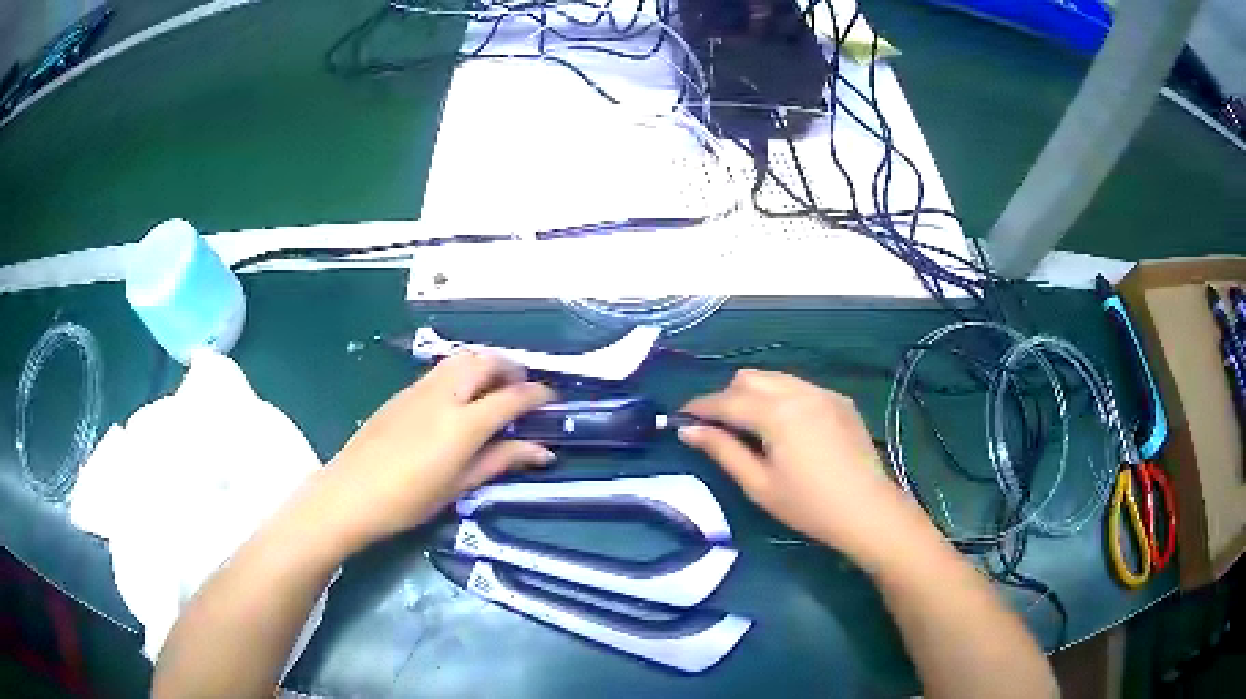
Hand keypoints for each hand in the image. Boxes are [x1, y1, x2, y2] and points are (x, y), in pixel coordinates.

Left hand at [317, 352, 555, 549]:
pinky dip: (462, 371)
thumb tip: (542, 451)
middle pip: (486, 362)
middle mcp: (444, 395)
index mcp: (463, 424)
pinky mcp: (403, 392)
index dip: (537, 395)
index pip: (511, 397)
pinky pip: (441, 369)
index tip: (552, 399)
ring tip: (494, 388)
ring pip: (462, 357)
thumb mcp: (459, 486)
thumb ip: (501, 460)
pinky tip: (461, 396)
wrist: (350, 493)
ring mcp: (420, 389)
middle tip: (523, 390)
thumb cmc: (409, 501)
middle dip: (512, 368)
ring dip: (486, 364)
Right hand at [679, 369, 917, 562]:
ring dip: (755, 394)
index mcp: (777, 413)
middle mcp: (799, 392)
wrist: (867, 510)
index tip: (681, 417)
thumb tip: (689, 430)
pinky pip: (800, 387)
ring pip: (776, 377)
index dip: (700, 407)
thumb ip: (723, 451)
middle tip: (719, 428)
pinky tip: (787, 428)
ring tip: (752, 427)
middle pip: (750, 377)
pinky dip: (783, 398)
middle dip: (728, 396)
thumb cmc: (808, 505)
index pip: (727, 401)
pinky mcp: (840, 401)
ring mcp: (823, 393)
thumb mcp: (759, 484)